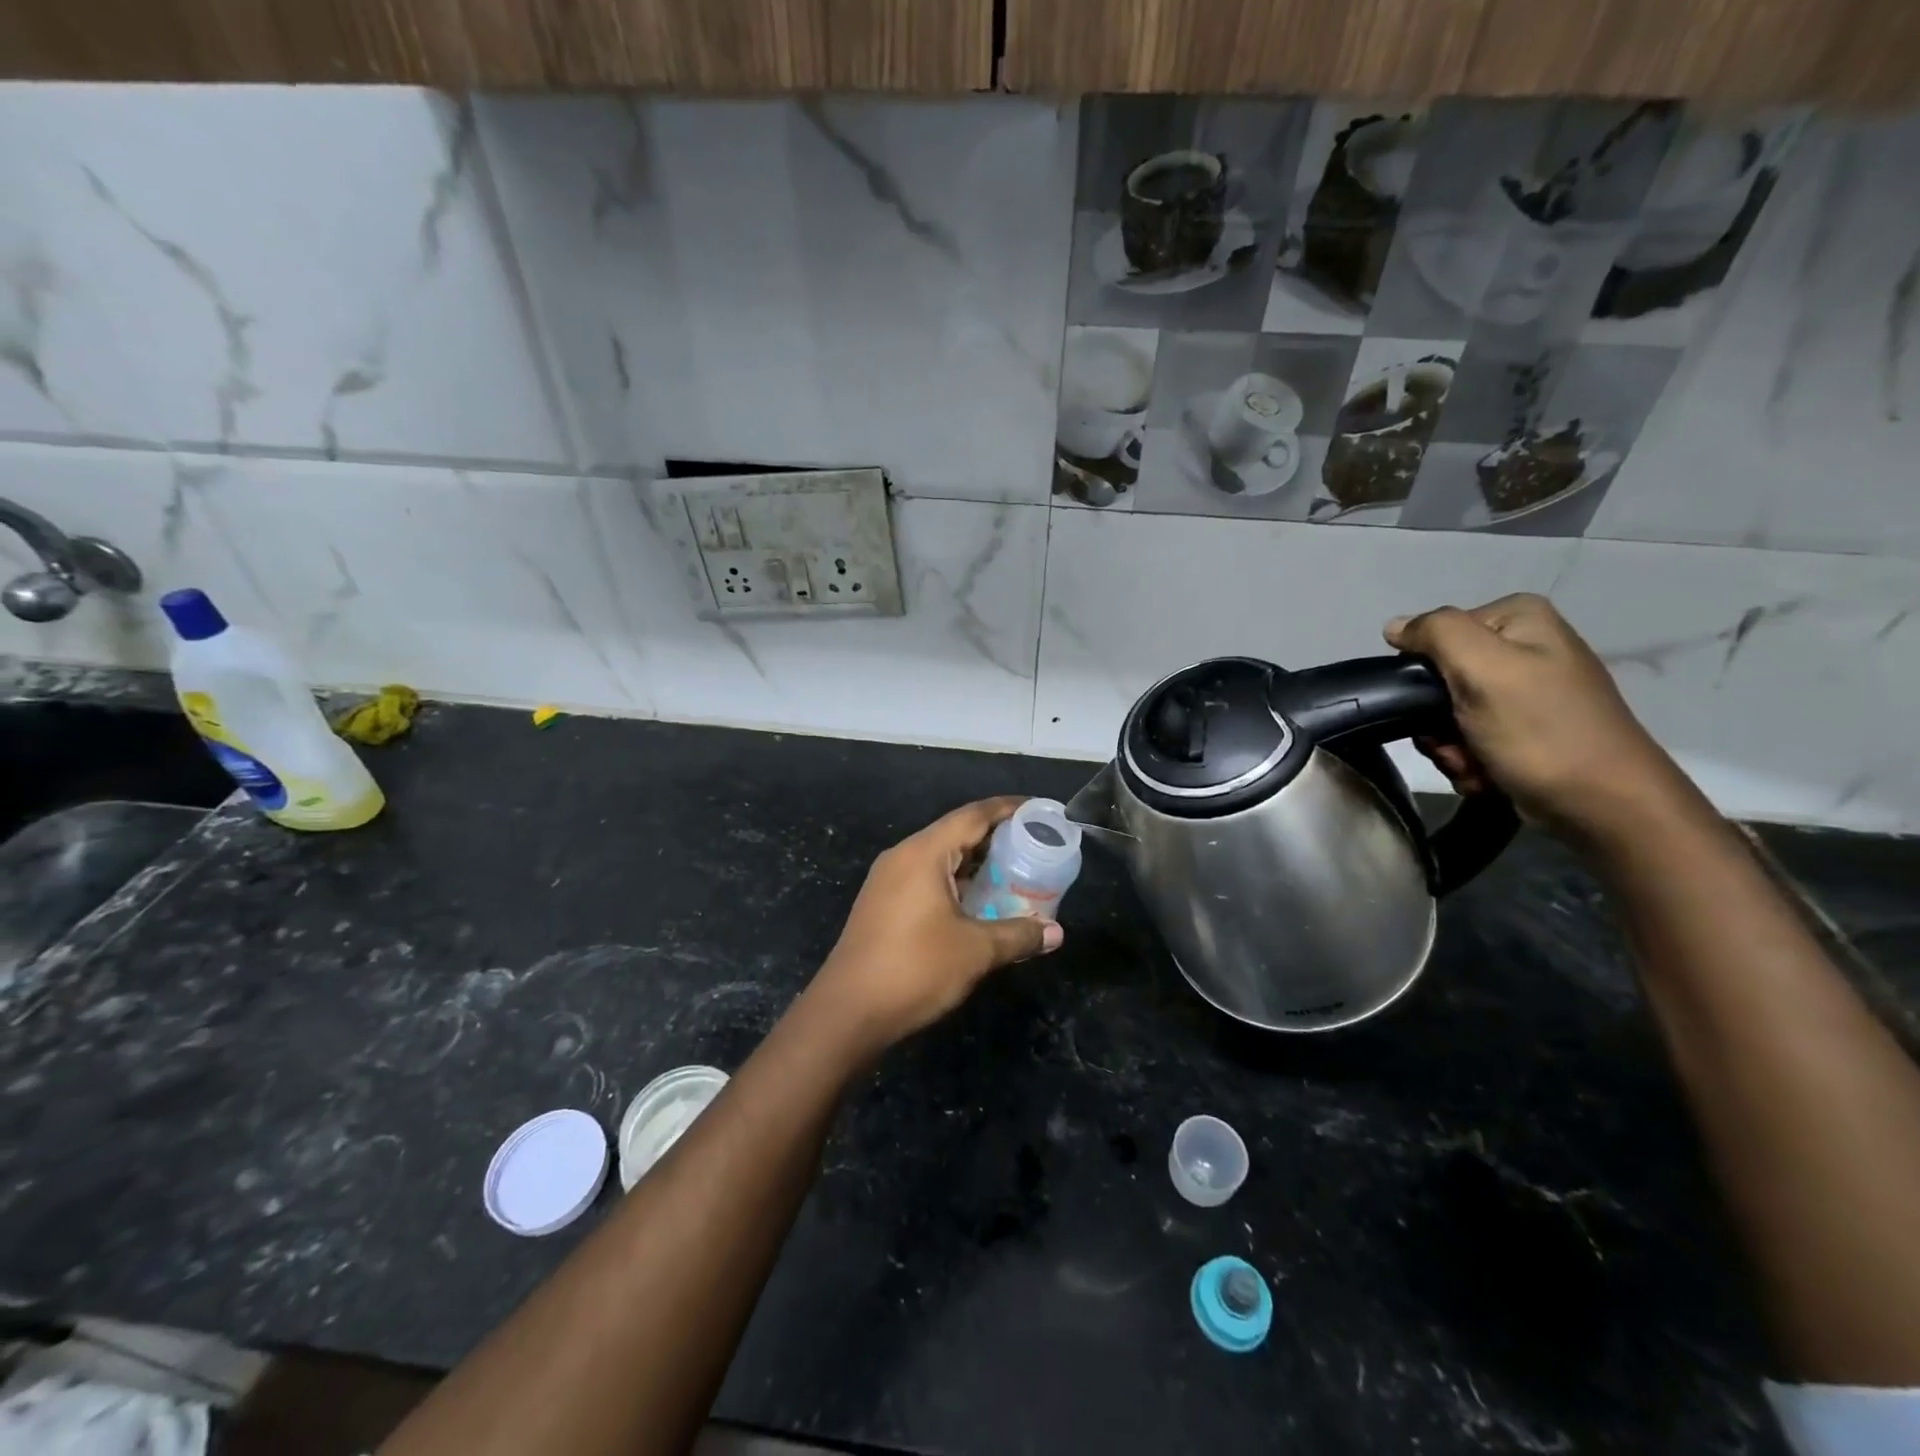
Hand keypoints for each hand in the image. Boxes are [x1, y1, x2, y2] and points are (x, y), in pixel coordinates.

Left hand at [808, 798, 1062, 1051]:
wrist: (847, 1012)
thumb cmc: (914, 970)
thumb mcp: (975, 951)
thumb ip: (1018, 935)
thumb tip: (1056, 933)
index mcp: (924, 853)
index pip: (973, 815)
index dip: (1008, 808)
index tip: (1039, 810)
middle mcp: (903, 856)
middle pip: (955, 832)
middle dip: (995, 836)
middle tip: (1034, 845)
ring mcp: (887, 880)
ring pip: (939, 857)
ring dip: (975, 862)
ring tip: (1013, 871)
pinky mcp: (882, 903)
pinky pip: (926, 876)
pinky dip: (956, 880)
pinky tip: (977, 901)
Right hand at [1384, 594, 1695, 838]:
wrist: (1602, 804)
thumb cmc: (1540, 730)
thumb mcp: (1483, 668)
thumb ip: (1434, 633)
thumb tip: (1393, 626)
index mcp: (1518, 620)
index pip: (1434, 635)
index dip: (1423, 673)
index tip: (1436, 706)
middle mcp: (1523, 649)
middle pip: (1438, 680)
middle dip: (1436, 722)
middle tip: (1455, 744)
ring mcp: (1524, 693)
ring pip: (1446, 716)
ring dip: (1449, 747)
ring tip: (1473, 764)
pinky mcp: (1523, 731)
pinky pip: (1467, 740)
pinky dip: (1468, 762)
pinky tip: (1487, 774)